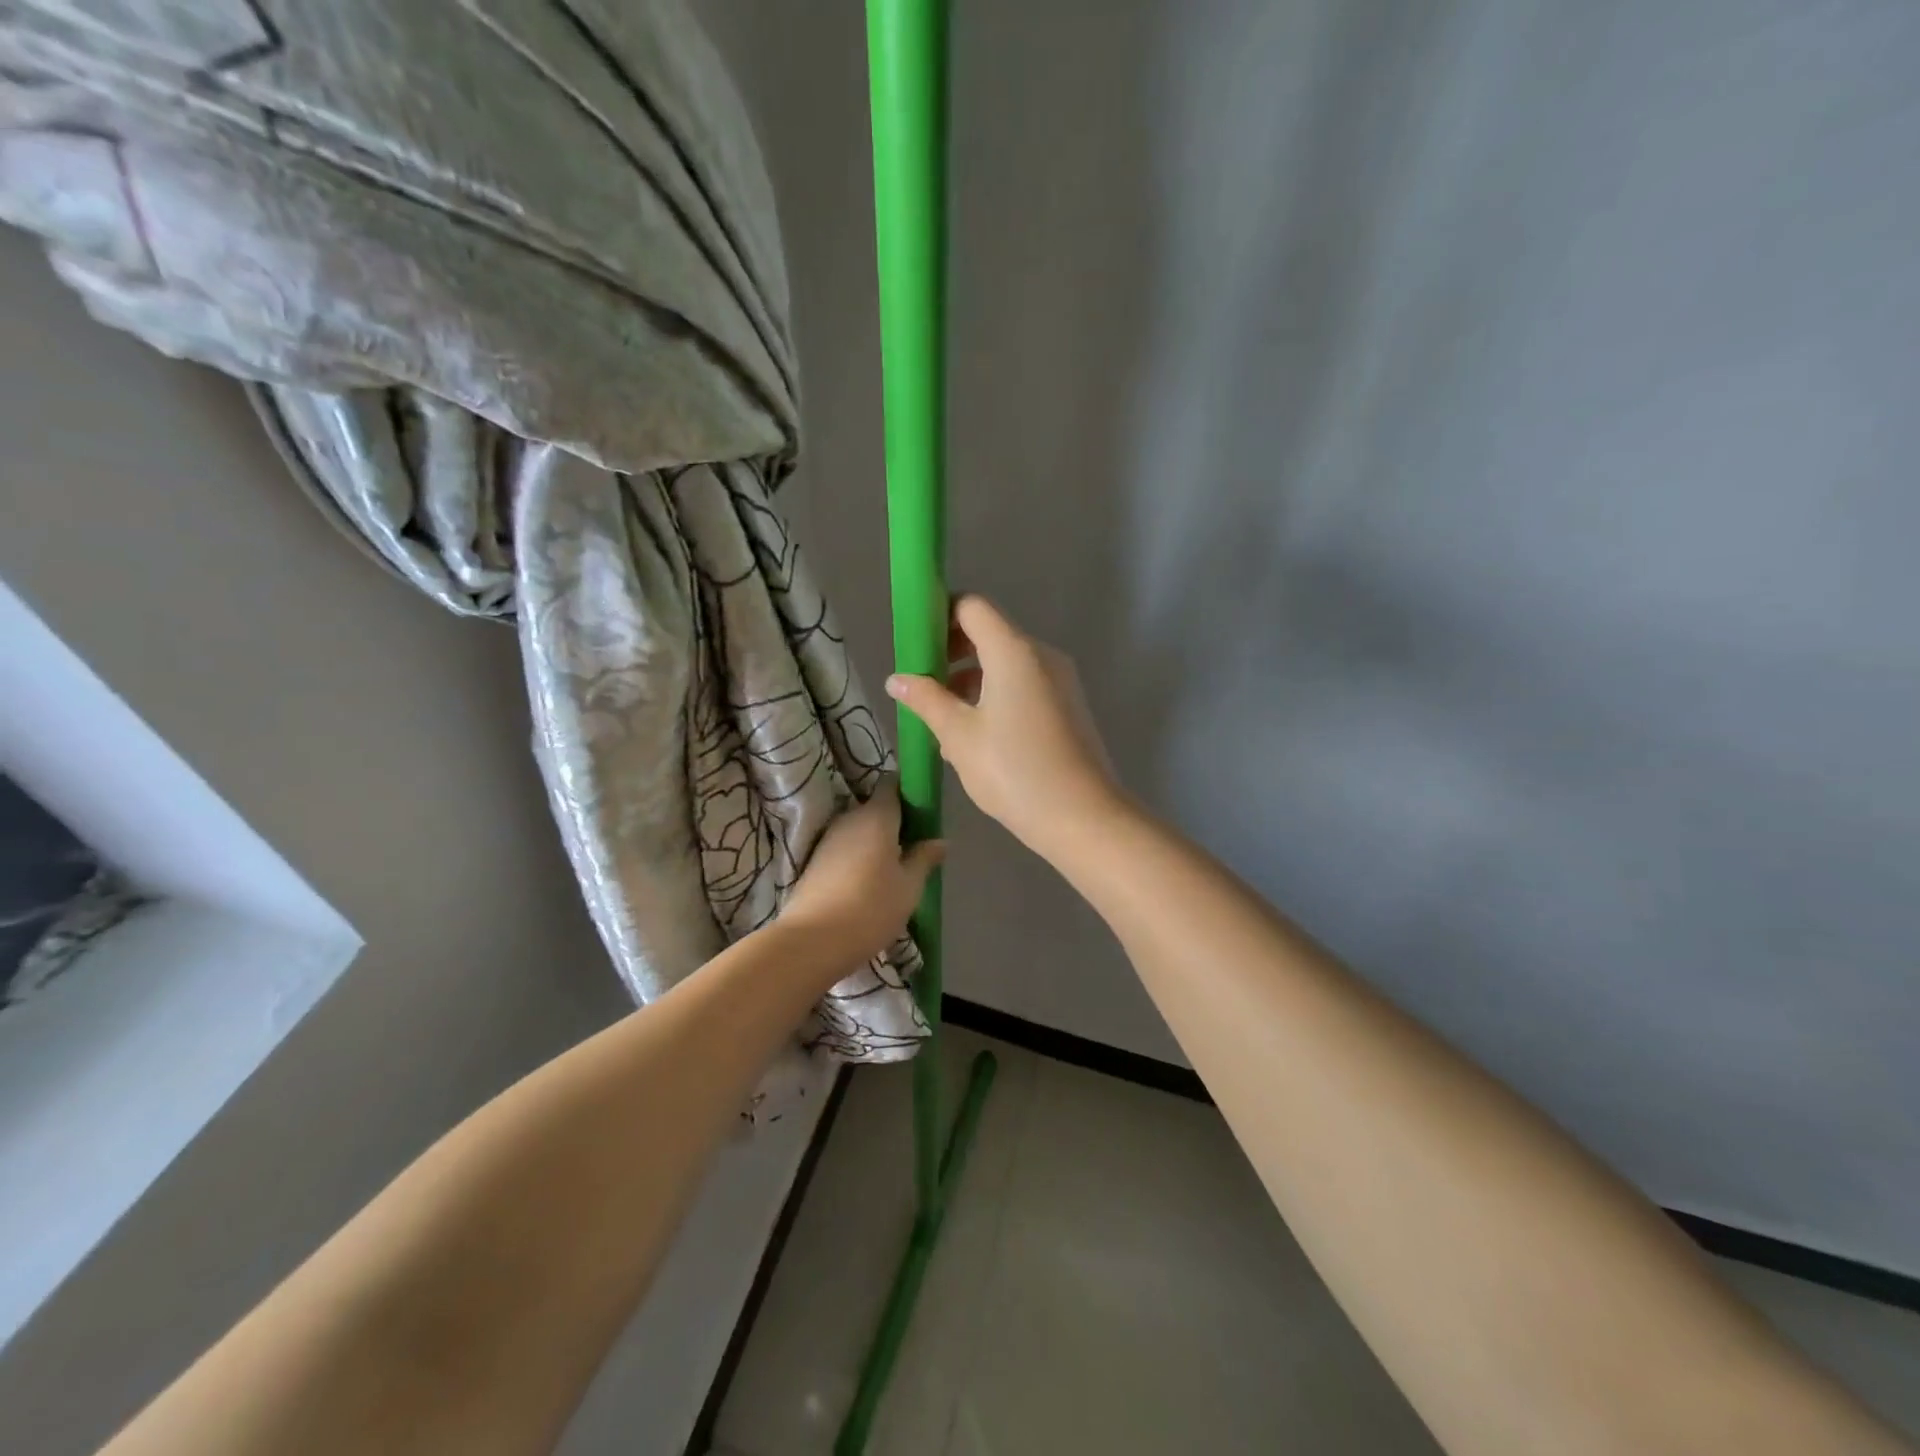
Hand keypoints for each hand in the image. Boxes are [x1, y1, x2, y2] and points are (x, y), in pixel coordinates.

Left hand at [782, 781, 942, 964]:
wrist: (812, 941)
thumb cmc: (871, 908)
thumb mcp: (909, 886)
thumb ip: (924, 858)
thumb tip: (940, 841)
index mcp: (876, 816)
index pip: (891, 784)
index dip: (907, 791)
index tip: (923, 809)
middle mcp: (850, 818)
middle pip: (875, 808)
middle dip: (894, 821)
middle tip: (914, 845)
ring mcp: (828, 839)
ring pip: (859, 830)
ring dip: (876, 842)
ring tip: (895, 868)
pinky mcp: (814, 861)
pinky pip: (845, 848)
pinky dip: (859, 857)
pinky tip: (870, 882)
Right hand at [885, 595, 1121, 857]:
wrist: (1083, 818)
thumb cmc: (1014, 771)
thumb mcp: (959, 736)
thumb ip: (926, 700)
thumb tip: (897, 679)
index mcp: (1014, 651)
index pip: (972, 607)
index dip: (940, 616)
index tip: (914, 645)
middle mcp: (1041, 655)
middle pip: (990, 634)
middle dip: (951, 654)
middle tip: (922, 686)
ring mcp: (1060, 681)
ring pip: (1006, 665)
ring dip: (971, 682)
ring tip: (942, 721)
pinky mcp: (1068, 706)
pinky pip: (1024, 686)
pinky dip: (996, 697)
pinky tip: (975, 738)